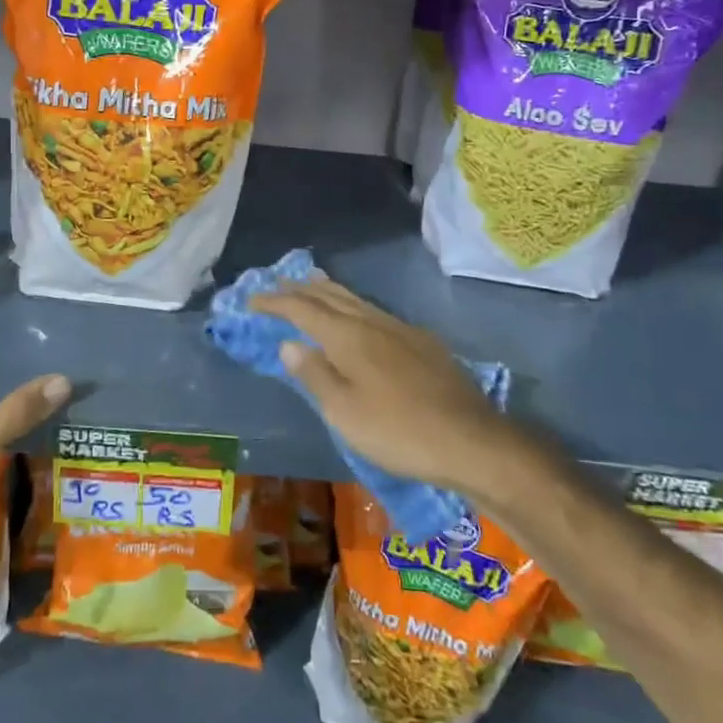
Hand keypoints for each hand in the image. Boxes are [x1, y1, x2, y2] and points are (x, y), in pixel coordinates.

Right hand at [251, 275, 504, 491]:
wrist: (471, 440)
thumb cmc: (398, 431)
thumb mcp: (344, 411)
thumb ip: (314, 374)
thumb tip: (289, 343)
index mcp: (348, 336)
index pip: (302, 309)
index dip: (275, 303)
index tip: (251, 300)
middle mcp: (372, 322)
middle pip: (330, 296)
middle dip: (299, 289)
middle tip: (276, 284)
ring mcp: (401, 329)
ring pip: (356, 299)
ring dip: (328, 291)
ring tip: (312, 283)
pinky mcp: (422, 342)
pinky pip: (375, 311)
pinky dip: (354, 305)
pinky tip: (359, 316)